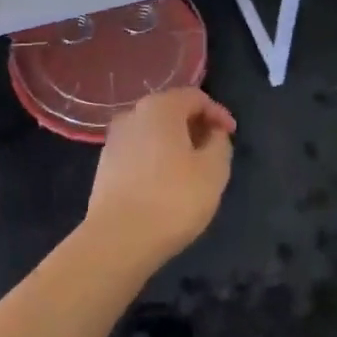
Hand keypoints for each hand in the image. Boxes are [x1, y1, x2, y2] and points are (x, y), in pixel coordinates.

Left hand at [83, 87, 236, 271]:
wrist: (118, 240)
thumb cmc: (173, 199)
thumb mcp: (214, 170)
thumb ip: (220, 143)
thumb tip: (213, 133)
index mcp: (160, 107)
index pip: (195, 97)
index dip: (218, 113)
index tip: (232, 135)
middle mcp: (132, 114)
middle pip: (171, 110)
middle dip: (196, 126)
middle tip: (214, 149)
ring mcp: (114, 139)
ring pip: (153, 131)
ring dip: (175, 143)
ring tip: (192, 169)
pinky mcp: (105, 165)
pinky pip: (139, 151)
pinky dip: (157, 158)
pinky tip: (166, 183)